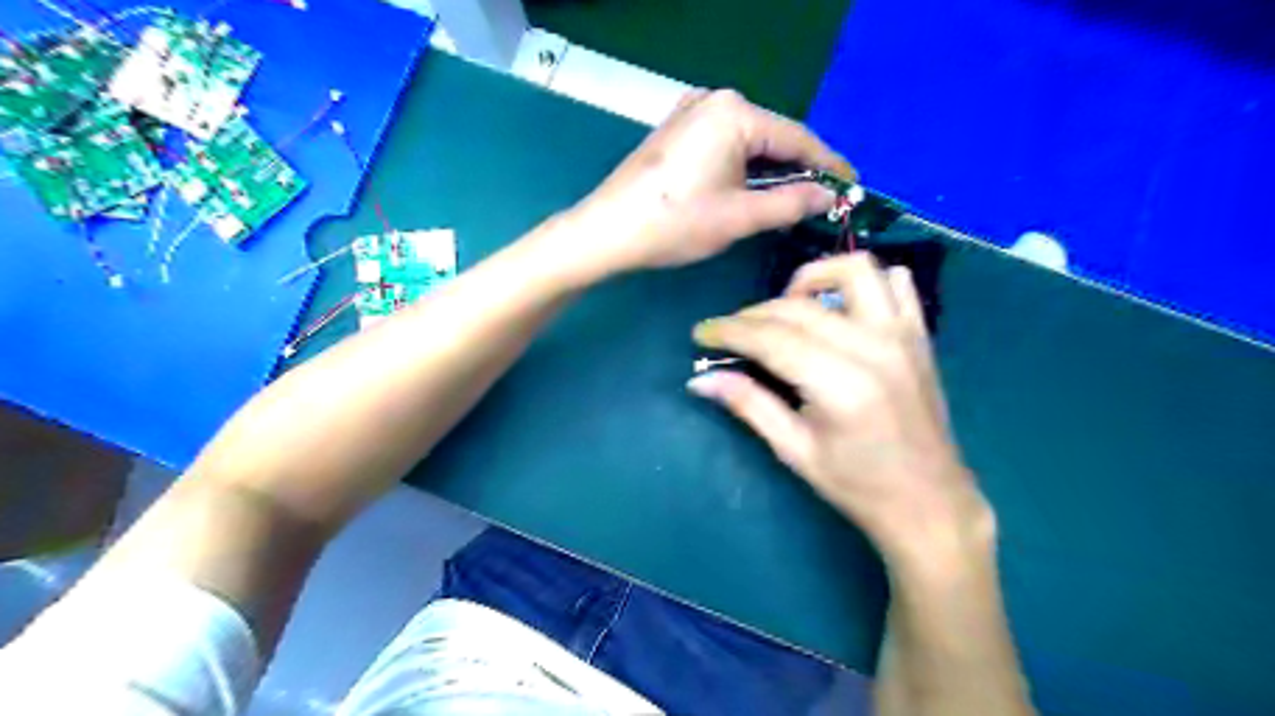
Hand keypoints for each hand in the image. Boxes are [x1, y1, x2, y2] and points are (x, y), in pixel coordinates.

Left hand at [568, 85, 855, 277]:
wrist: (608, 231)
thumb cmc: (675, 223)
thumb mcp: (740, 217)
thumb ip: (791, 203)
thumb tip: (828, 196)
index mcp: (735, 113)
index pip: (797, 139)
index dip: (828, 165)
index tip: (853, 186)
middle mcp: (715, 100)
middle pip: (773, 137)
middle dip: (798, 169)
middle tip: (824, 200)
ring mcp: (692, 112)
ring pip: (748, 142)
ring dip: (770, 171)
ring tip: (794, 200)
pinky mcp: (677, 130)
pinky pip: (725, 144)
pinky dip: (743, 167)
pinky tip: (752, 190)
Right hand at [688, 251, 994, 570]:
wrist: (930, 503)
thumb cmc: (858, 486)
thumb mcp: (795, 451)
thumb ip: (748, 404)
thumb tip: (699, 380)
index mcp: (840, 384)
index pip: (771, 338)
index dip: (729, 331)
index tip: (701, 333)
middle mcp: (873, 347)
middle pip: (799, 307)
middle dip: (753, 314)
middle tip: (731, 335)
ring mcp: (903, 335)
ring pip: (854, 271)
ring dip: (812, 278)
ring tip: (789, 307)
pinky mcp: (919, 335)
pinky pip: (896, 283)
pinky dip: (863, 284)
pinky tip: (840, 309)